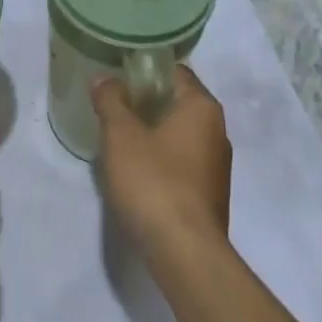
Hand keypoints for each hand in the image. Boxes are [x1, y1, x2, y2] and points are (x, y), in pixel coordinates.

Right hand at [92, 66, 231, 254]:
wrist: (184, 251)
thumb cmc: (153, 182)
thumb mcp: (121, 136)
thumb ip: (111, 101)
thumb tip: (104, 79)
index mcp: (202, 107)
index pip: (174, 71)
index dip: (143, 70)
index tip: (115, 78)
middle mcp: (217, 130)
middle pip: (177, 102)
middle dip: (144, 102)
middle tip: (110, 107)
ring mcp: (216, 164)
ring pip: (179, 133)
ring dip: (151, 132)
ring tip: (117, 139)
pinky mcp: (209, 193)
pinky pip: (182, 161)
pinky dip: (160, 158)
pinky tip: (135, 172)